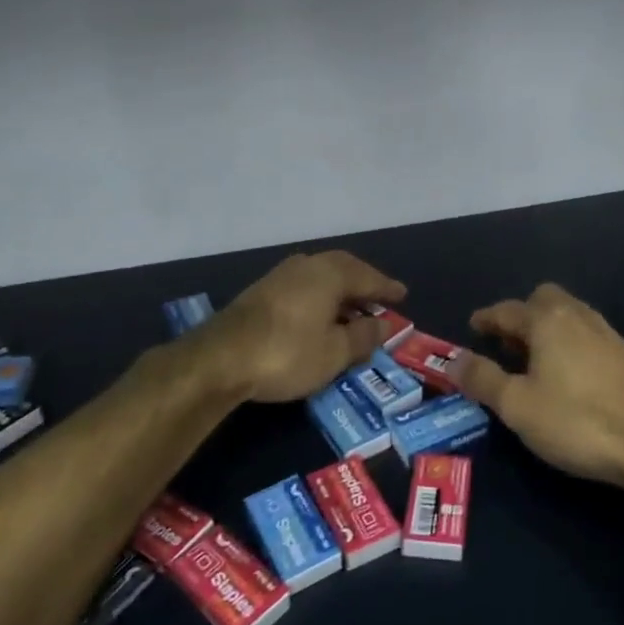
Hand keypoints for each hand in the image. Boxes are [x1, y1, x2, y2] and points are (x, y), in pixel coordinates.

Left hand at [198, 251, 406, 403]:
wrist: (220, 359)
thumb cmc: (287, 353)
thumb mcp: (335, 352)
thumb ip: (364, 336)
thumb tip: (385, 324)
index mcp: (330, 274)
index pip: (368, 277)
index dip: (387, 288)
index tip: (403, 295)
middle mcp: (306, 265)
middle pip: (343, 268)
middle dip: (363, 283)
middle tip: (379, 299)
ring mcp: (280, 276)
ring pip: (321, 275)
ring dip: (340, 290)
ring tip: (352, 308)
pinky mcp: (261, 291)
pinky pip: (304, 285)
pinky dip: (320, 296)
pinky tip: (319, 314)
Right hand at [450, 283, 623, 490]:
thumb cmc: (576, 421)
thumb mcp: (517, 406)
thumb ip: (482, 379)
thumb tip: (453, 360)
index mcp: (547, 320)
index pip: (507, 310)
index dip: (486, 319)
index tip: (473, 327)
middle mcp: (578, 316)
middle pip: (543, 300)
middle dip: (521, 315)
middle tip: (505, 344)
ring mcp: (607, 333)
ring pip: (568, 316)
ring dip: (546, 329)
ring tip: (533, 361)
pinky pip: (587, 335)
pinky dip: (568, 343)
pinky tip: (568, 376)